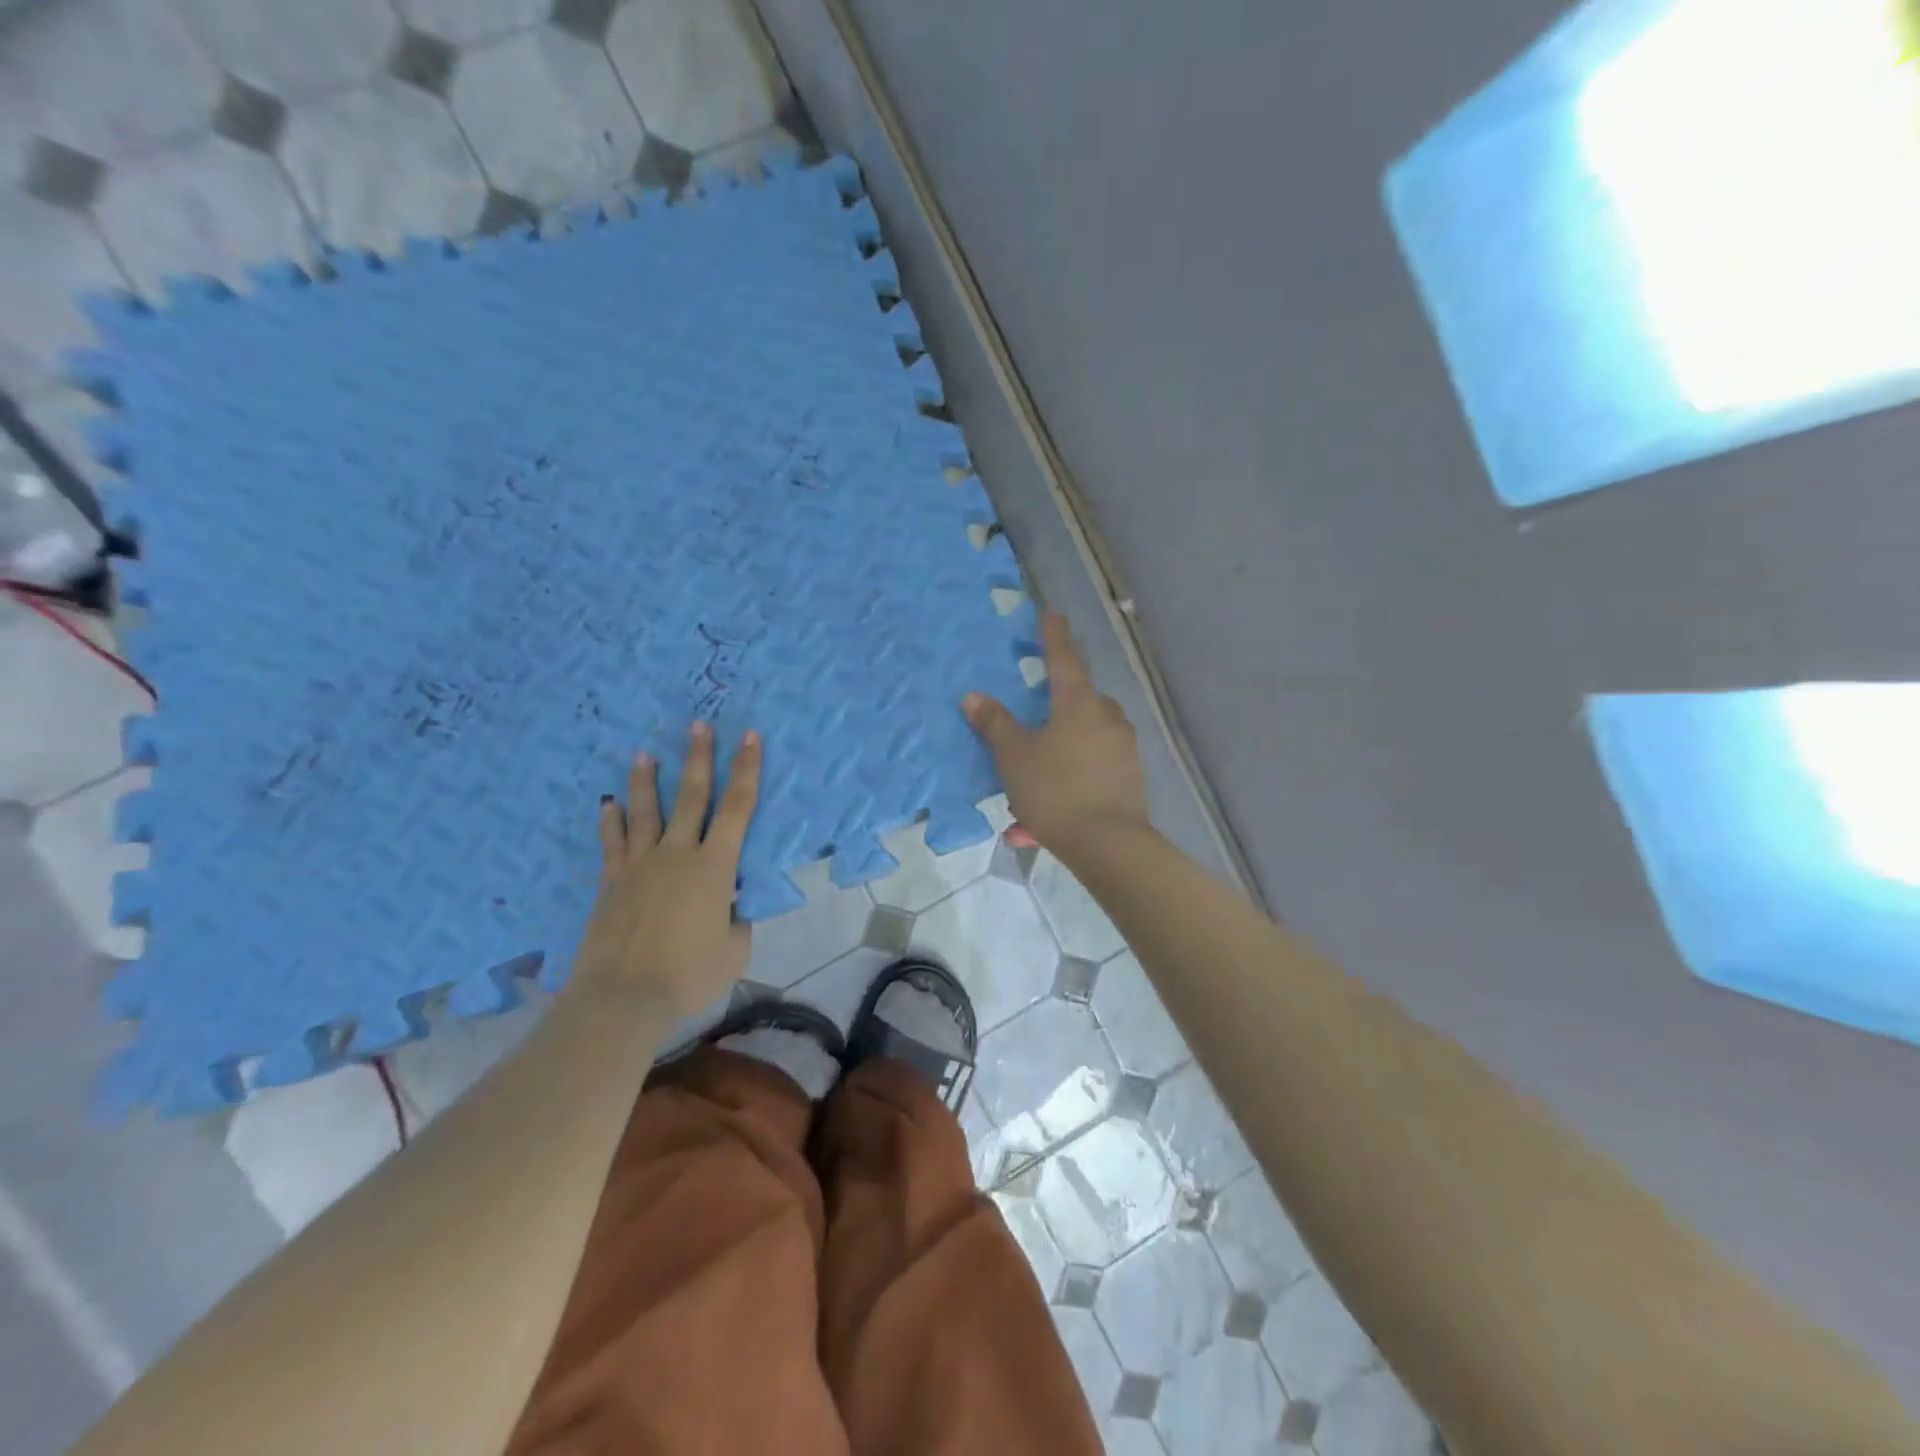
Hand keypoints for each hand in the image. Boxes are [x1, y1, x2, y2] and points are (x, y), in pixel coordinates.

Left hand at [569, 722, 759, 1017]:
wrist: (623, 998)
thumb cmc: (689, 974)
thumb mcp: (734, 950)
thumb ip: (737, 920)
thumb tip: (729, 906)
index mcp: (714, 866)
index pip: (737, 808)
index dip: (746, 769)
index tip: (749, 736)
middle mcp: (677, 854)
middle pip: (691, 796)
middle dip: (698, 758)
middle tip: (698, 724)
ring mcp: (639, 866)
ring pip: (645, 812)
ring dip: (647, 781)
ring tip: (644, 753)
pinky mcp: (611, 883)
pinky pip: (612, 844)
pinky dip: (611, 821)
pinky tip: (608, 804)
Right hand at [963, 611, 1147, 857]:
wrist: (1108, 844)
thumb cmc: (1055, 790)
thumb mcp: (1014, 758)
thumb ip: (995, 725)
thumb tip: (973, 696)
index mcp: (1078, 703)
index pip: (1063, 658)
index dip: (1053, 636)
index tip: (1051, 613)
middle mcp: (1106, 718)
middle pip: (1079, 700)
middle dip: (1058, 707)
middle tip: (1035, 725)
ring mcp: (1123, 748)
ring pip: (1086, 739)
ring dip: (1061, 752)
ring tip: (1033, 785)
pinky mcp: (1130, 777)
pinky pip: (1093, 769)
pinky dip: (1072, 782)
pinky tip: (1043, 820)